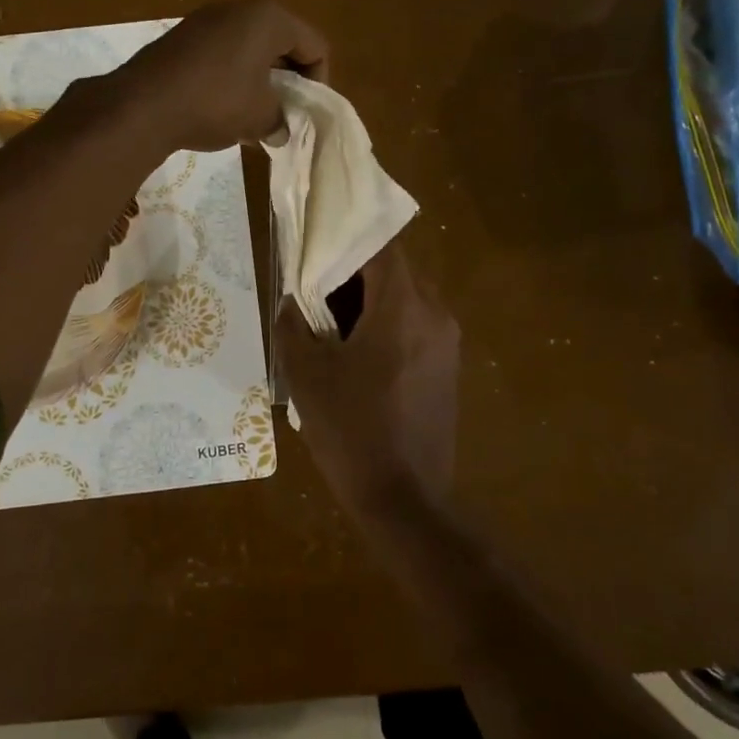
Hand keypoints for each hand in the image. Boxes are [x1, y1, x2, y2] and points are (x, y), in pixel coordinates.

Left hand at [108, 0, 328, 151]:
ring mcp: (205, 20)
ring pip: (249, 50)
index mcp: (269, 18)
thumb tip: (279, 129)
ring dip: (258, 82)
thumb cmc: (216, 103)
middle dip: (288, 81)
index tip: (306, 113)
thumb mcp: (261, 118)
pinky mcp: (180, 38)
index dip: (319, 82)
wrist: (142, 105)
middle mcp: (239, 8)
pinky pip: (221, 55)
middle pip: (282, 44)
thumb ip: (281, 120)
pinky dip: (231, 79)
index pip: (315, 46)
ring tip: (253, 117)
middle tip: (284, 115)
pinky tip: (221, 110)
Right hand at [276, 244, 459, 511]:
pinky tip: (355, 354)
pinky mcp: (448, 369)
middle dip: (354, 274)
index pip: (380, 246)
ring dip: (369, 301)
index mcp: (403, 307)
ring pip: (405, 299)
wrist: (405, 500)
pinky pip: (415, 327)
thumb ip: (292, 325)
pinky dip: (386, 325)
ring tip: (329, 322)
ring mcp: (447, 343)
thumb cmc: (351, 430)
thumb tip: (290, 300)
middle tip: (314, 286)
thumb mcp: (305, 375)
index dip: (346, 238)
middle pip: (394, 271)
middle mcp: (435, 315)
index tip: (316, 240)